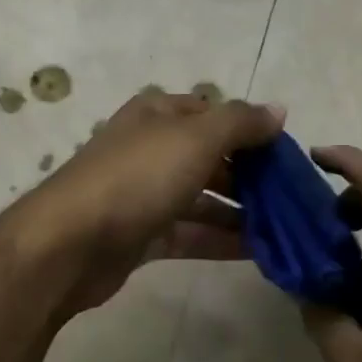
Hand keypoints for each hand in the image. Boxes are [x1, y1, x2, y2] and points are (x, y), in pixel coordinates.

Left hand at [11, 88, 285, 312]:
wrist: (69, 243)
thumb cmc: (137, 177)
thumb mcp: (196, 138)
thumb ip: (240, 122)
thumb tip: (278, 110)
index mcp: (157, 114)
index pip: (213, 113)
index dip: (249, 129)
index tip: (287, 154)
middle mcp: (149, 148)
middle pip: (209, 156)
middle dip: (249, 175)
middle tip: (292, 197)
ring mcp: (143, 193)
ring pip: (201, 198)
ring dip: (240, 211)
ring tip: (285, 228)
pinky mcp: (140, 235)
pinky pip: (189, 233)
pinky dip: (220, 239)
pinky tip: (258, 251)